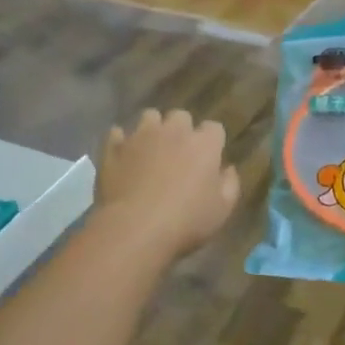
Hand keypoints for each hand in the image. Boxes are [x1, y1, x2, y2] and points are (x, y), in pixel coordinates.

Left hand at [96, 109, 238, 258]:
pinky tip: (123, 156)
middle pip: (181, 116)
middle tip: (178, 153)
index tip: (209, 159)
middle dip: (181, 130)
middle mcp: (173, 131)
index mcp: (204, 144)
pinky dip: (121, 142)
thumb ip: (230, 184)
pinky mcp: (114, 147)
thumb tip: (228, 169)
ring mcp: (141, 136)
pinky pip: (117, 133)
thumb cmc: (186, 221)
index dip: (212, 142)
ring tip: (150, 150)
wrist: (135, 228)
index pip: (214, 128)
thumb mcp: (222, 210)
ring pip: (149, 117)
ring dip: (152, 129)